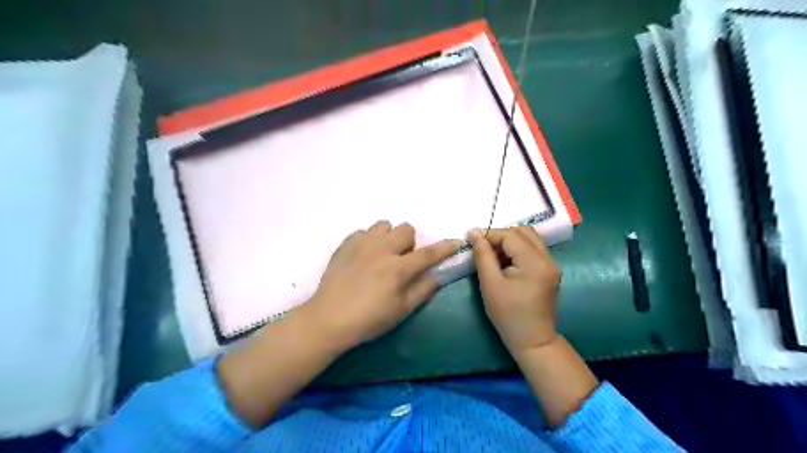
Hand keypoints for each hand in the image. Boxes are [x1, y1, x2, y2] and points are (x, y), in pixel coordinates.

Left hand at [306, 222, 458, 352]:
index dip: (445, 248)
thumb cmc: (368, 320)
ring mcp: (361, 244)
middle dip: (410, 242)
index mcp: (397, 268)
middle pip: (405, 229)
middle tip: (402, 259)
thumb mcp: (400, 311)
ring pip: (383, 225)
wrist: (328, 319)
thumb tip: (435, 275)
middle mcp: (381, 250)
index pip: (428, 253)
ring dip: (389, 237)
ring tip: (382, 254)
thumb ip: (422, 291)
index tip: (456, 242)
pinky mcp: (345, 244)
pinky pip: (363, 232)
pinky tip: (363, 256)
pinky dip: (369, 240)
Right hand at [468, 228, 562, 351]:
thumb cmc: (508, 314)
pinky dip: (517, 250)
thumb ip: (483, 255)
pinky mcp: (549, 271)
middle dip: (500, 235)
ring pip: (529, 239)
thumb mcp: (490, 284)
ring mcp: (551, 265)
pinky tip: (504, 263)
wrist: (532, 340)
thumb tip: (474, 233)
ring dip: (509, 242)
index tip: (470, 238)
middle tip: (482, 247)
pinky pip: (532, 250)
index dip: (489, 234)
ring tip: (492, 255)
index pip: (510, 235)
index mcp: (535, 262)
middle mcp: (548, 259)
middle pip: (523, 232)